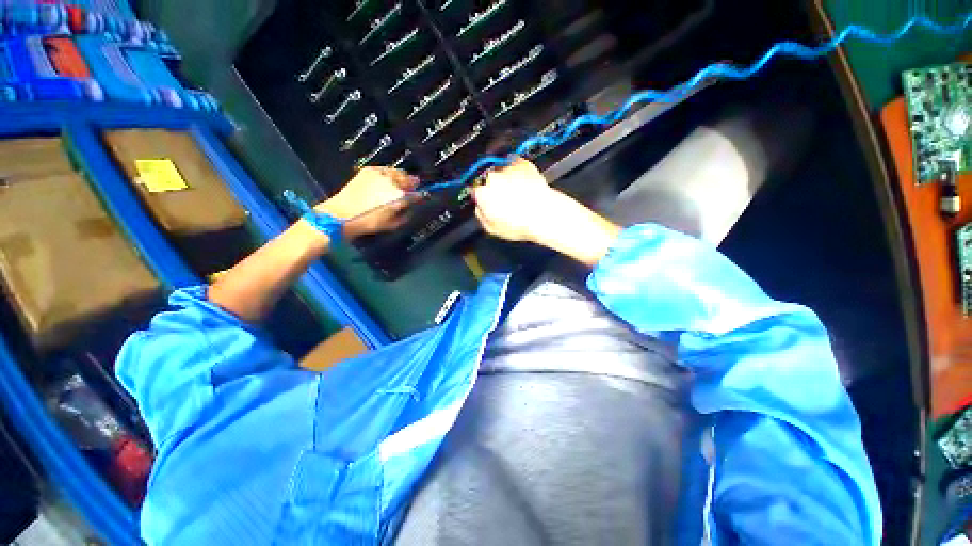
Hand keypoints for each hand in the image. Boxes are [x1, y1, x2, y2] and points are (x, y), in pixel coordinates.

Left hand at [317, 167, 420, 237]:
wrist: (342, 214)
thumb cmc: (368, 222)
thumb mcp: (393, 223)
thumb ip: (406, 214)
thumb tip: (410, 207)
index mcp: (400, 195)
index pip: (417, 193)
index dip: (420, 195)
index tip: (420, 198)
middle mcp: (392, 181)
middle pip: (409, 178)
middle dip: (410, 185)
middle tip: (408, 192)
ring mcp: (380, 173)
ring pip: (398, 172)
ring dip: (400, 179)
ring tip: (396, 187)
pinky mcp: (368, 170)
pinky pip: (385, 169)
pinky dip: (388, 175)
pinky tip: (384, 183)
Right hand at [472, 158, 556, 242]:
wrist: (545, 214)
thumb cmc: (520, 223)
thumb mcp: (493, 229)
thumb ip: (481, 215)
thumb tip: (479, 208)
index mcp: (483, 193)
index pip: (475, 191)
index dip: (481, 197)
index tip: (486, 201)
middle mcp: (493, 177)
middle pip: (488, 180)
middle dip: (494, 187)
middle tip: (504, 200)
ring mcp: (508, 168)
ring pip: (501, 172)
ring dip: (506, 179)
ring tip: (517, 193)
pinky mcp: (523, 163)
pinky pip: (515, 165)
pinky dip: (517, 172)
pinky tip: (523, 184)